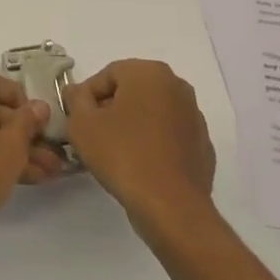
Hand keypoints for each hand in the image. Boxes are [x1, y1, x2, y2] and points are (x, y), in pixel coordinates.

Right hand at [64, 59, 215, 238]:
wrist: (171, 206)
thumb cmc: (123, 155)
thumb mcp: (82, 124)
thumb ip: (76, 99)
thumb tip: (77, 90)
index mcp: (150, 73)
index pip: (108, 75)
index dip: (87, 96)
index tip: (77, 120)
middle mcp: (177, 86)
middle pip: (132, 91)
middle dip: (110, 109)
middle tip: (93, 135)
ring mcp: (194, 116)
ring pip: (152, 113)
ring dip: (132, 126)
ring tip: (115, 153)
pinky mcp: (202, 145)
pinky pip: (168, 136)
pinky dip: (153, 144)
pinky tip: (140, 167)